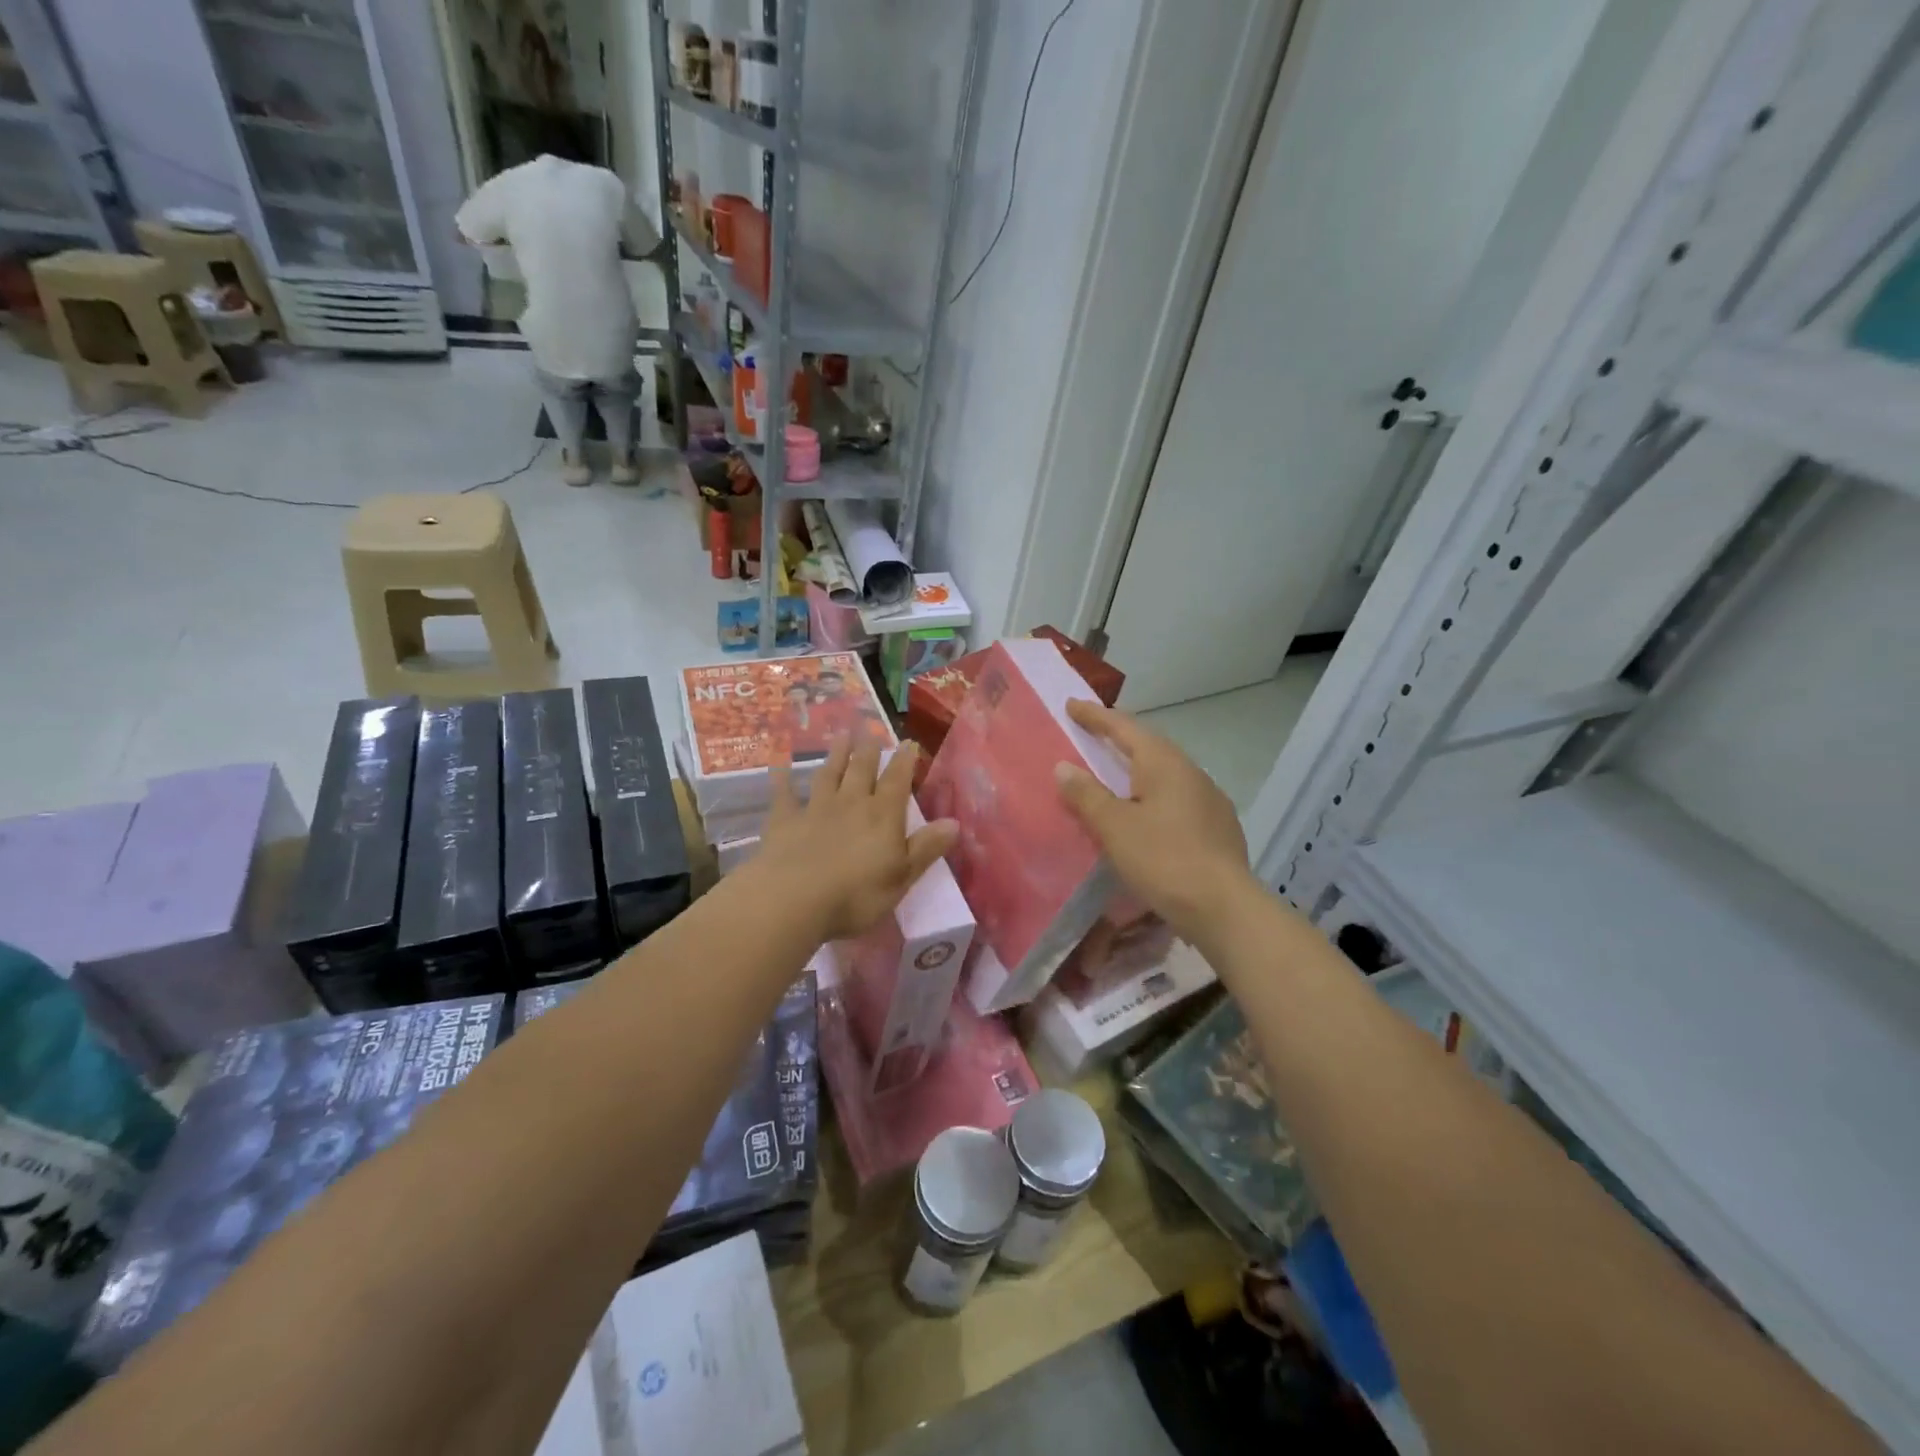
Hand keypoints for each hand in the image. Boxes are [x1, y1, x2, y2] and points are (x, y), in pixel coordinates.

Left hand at [759, 737, 957, 942]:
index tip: (909, 743)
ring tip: (841, 735)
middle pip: (862, 770)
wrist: (793, 899)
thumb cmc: (856, 895)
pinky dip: (783, 778)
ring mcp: (815, 809)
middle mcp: (851, 803)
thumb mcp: (901, 877)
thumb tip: (955, 822)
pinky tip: (780, 765)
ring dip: (836, 755)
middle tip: (871, 731)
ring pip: (829, 774)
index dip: (904, 762)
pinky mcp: (784, 821)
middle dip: (868, 751)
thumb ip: (926, 848)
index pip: (897, 782)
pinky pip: (784, 794)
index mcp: (882, 816)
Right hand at [1054, 699, 1256, 943]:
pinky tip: (1146, 815)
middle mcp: (1190, 772)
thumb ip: (1087, 795)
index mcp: (1164, 763)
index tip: (1072, 704)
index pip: (1124, 728)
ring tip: (1115, 775)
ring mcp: (1209, 800)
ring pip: (1165, 774)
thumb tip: (1064, 766)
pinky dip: (1152, 796)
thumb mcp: (1115, 827)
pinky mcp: (1218, 827)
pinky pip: (1176, 799)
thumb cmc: (1164, 859)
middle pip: (1148, 746)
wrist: (1225, 908)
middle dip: (1118, 739)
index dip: (1095, 716)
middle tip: (1091, 734)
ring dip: (1137, 769)